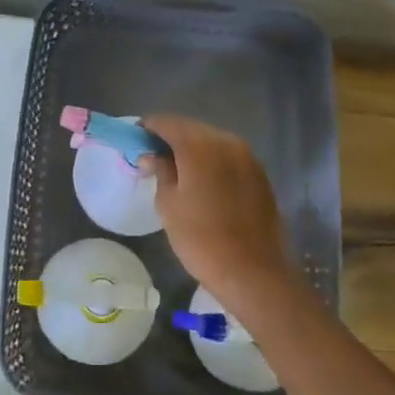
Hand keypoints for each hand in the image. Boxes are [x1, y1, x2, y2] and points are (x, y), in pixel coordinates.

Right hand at [140, 114, 301, 318]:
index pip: (166, 122)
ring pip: (211, 139)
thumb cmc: (201, 240)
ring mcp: (246, 156)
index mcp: (198, 146)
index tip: (135, 141)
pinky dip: (212, 159)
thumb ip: (160, 171)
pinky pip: (228, 155)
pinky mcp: (259, 172)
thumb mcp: (168, 205)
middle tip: (153, 156)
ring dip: (192, 147)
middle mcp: (225, 141)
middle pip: (190, 127)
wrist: (253, 272)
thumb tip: (151, 155)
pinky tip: (203, 179)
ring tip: (177, 169)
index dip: (148, 128)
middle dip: (170, 136)